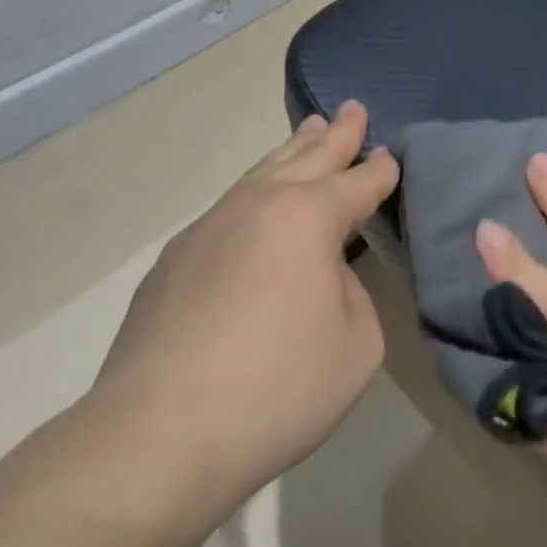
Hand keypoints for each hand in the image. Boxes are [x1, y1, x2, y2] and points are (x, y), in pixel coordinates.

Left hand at [89, 102, 399, 526]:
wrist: (155, 437)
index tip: (391, 157)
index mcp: (308, 216)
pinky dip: (256, 192)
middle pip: (309, 157)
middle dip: (337, 134)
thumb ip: (354, 296)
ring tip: (309, 129)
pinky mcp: (175, 258)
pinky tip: (256, 205)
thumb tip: (323, 278)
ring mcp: (210, 225)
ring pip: (263, 172)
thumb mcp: (356, 348)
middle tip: (353, 108)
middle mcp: (260, 204)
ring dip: (293, 149)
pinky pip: (229, 207)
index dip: (380, 170)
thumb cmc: (275, 390)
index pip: (358, 182)